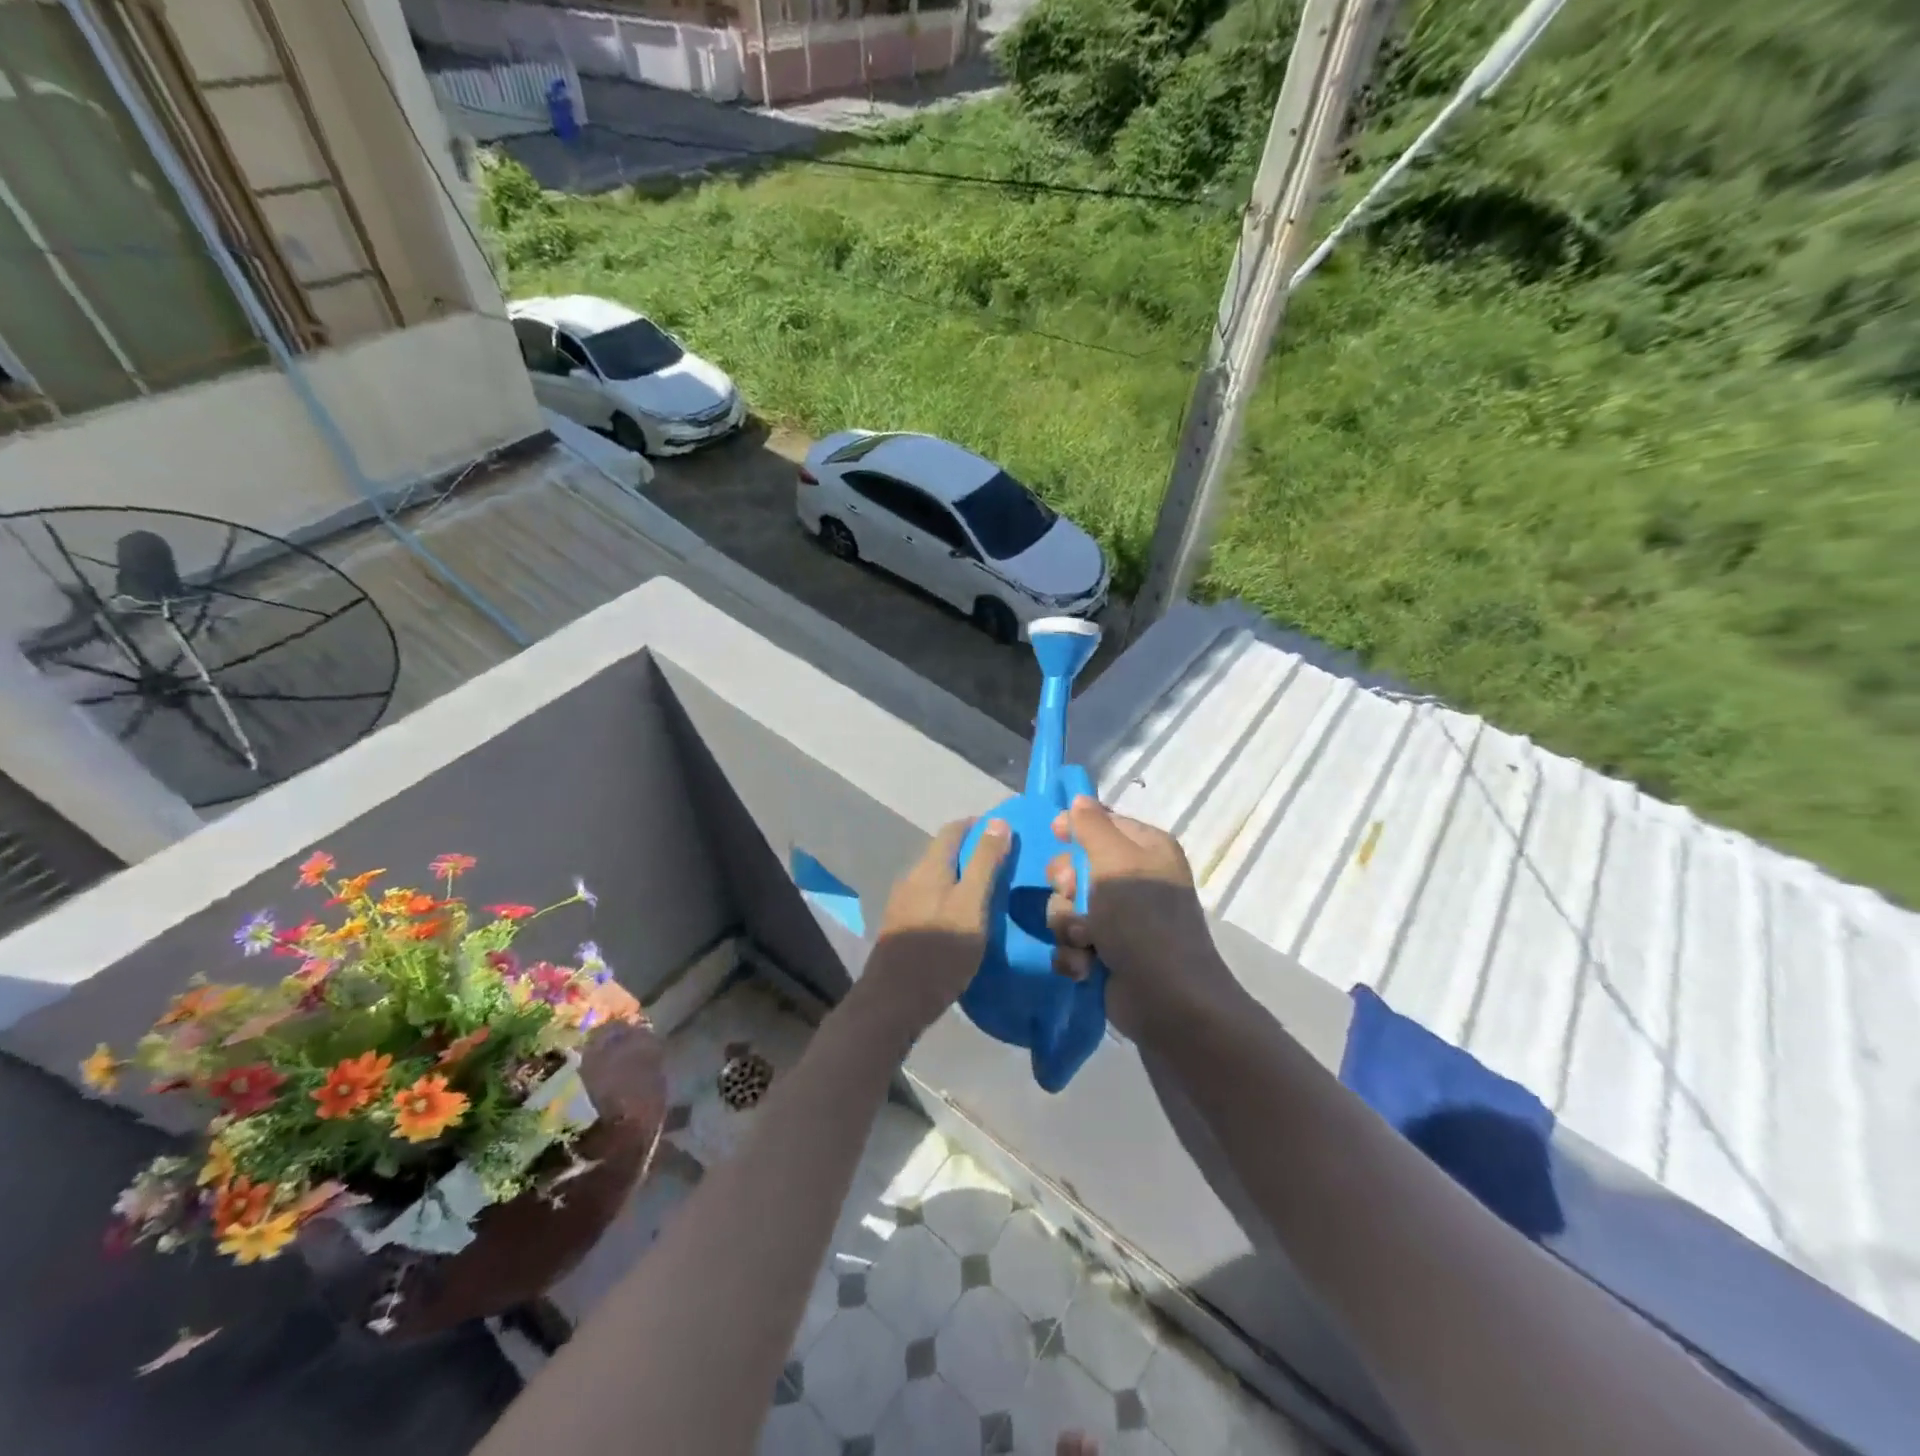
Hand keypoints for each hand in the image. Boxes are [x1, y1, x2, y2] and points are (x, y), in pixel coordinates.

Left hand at [858, 818, 1011, 1039]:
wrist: (893, 1002)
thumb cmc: (940, 952)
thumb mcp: (972, 905)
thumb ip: (985, 864)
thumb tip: (998, 821)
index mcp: (929, 868)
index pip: (953, 830)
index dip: (979, 825)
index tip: (1005, 832)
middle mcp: (912, 878)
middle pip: (943, 853)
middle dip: (972, 851)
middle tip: (1004, 864)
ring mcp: (902, 903)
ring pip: (936, 878)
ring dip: (961, 877)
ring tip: (989, 892)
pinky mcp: (901, 927)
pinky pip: (930, 899)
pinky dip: (950, 898)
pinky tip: (964, 918)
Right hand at [1045, 797, 1238, 1038]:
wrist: (1166, 999)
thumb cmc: (1143, 920)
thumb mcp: (1116, 862)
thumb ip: (1092, 826)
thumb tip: (1079, 798)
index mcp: (1145, 849)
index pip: (1101, 823)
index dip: (1073, 828)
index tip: (1054, 834)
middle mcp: (1132, 880)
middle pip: (1074, 866)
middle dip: (1067, 886)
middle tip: (1075, 896)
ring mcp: (1118, 919)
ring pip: (1065, 906)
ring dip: (1068, 924)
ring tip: (1086, 940)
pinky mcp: (1104, 952)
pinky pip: (1069, 941)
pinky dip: (1073, 954)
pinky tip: (1085, 966)